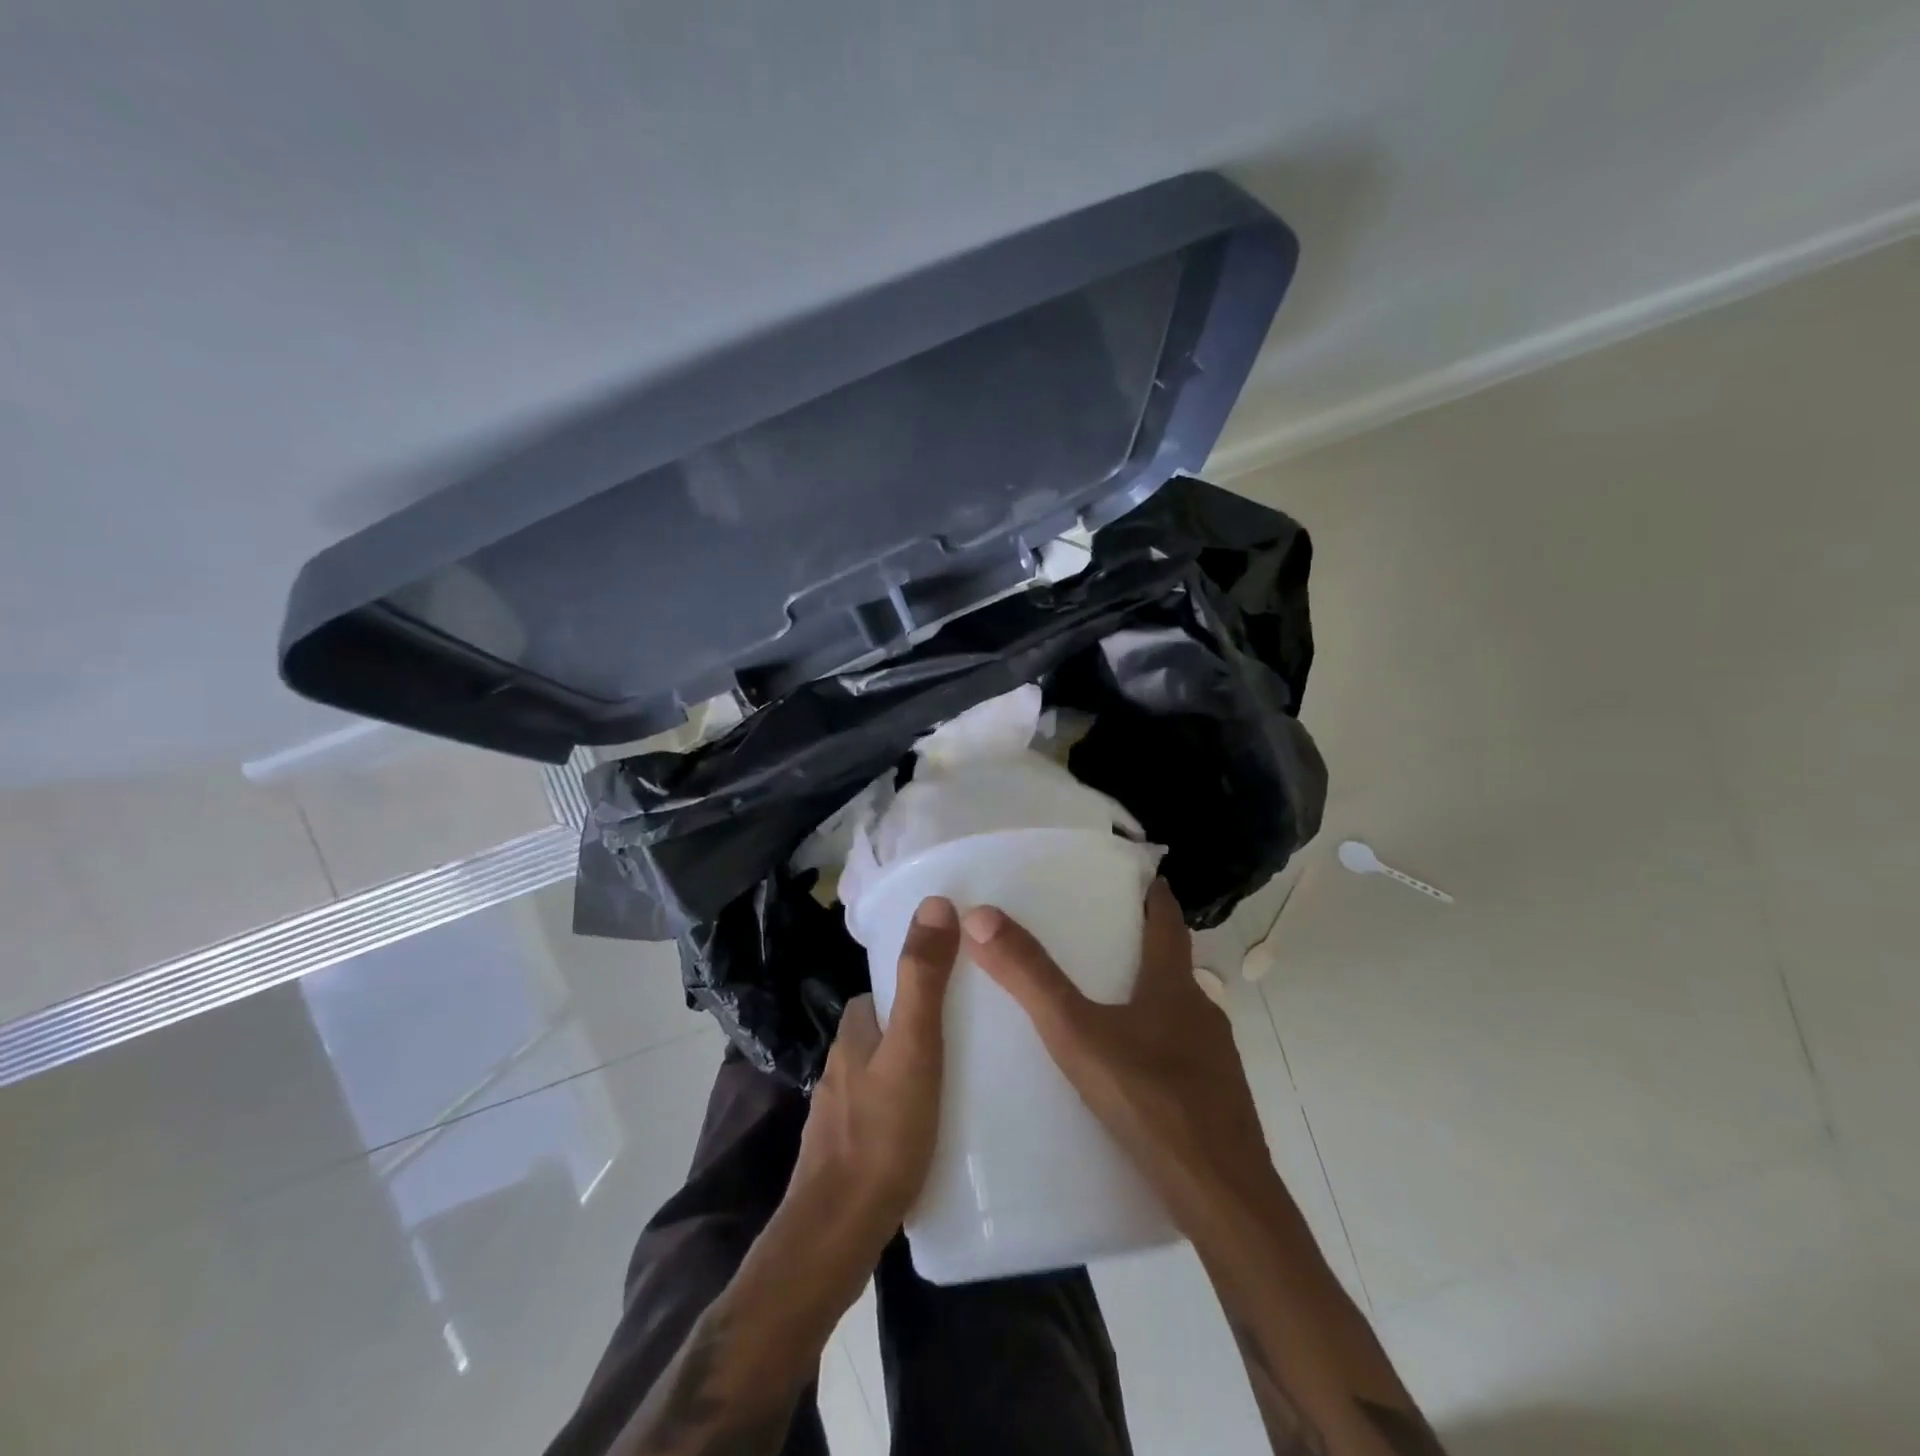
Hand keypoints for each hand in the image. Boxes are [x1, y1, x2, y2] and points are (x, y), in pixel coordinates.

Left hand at [782, 895, 959, 1265]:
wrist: (838, 1235)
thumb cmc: (882, 1134)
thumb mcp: (913, 1047)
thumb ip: (923, 979)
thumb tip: (935, 902)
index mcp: (852, 1034)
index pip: (882, 990)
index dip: (915, 982)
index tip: (958, 987)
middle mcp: (841, 1067)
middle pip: (885, 1031)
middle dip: (920, 1027)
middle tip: (971, 1035)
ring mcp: (841, 1112)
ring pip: (885, 1073)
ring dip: (916, 1069)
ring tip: (964, 1081)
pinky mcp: (850, 1151)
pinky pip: (886, 1112)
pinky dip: (909, 1109)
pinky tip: (938, 1129)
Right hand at [960, 880, 1278, 1233]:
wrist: (1224, 1202)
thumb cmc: (1151, 1103)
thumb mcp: (1077, 1035)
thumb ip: (1030, 978)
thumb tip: (981, 916)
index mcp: (1175, 985)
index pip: (1166, 918)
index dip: (1150, 891)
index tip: (1128, 873)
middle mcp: (1201, 1011)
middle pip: (1170, 962)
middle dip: (1134, 943)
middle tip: (1088, 934)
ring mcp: (1213, 1058)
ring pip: (1174, 1009)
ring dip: (1142, 995)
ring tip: (1095, 1001)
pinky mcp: (1214, 1099)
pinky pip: (1177, 1052)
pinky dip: (1150, 1041)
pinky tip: (1120, 1069)